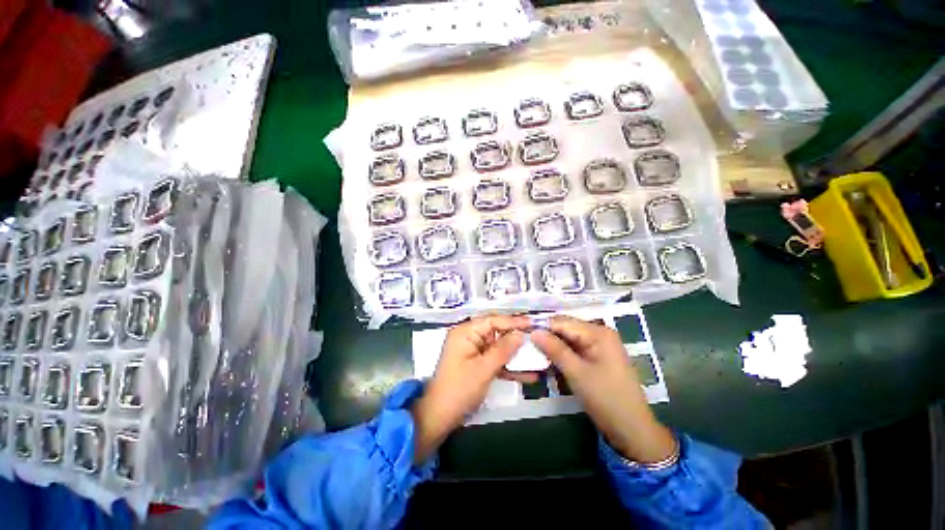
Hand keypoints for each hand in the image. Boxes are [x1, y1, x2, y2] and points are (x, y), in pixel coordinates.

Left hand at [411, 315, 530, 462]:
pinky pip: (495, 360)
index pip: (492, 320)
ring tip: (537, 356)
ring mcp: (472, 351)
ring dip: (515, 354)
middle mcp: (468, 337)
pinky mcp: (476, 364)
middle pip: (496, 332)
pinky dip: (508, 367)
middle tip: (537, 338)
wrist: (440, 417)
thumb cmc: (459, 390)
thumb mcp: (484, 369)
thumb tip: (520, 334)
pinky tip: (528, 374)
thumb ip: (503, 350)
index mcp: (465, 332)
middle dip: (516, 338)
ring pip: (498, 347)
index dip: (513, 321)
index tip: (533, 323)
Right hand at [531, 316, 675, 463]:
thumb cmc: (605, 398)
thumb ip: (554, 349)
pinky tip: (549, 360)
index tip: (522, 333)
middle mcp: (600, 333)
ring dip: (553, 346)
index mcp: (598, 332)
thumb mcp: (576, 372)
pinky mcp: (598, 357)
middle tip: (525, 344)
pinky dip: (562, 354)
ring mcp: (600, 345)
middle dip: (547, 336)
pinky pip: (575, 349)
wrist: (632, 429)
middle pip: (566, 329)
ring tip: (533, 352)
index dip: (541, 326)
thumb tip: (533, 331)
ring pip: (568, 339)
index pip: (562, 322)